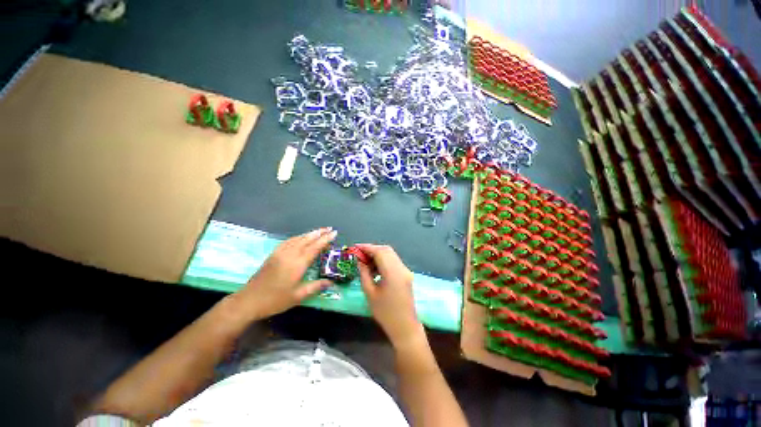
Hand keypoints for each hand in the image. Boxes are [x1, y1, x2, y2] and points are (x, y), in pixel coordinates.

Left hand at [238, 228, 336, 318]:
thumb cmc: (275, 300)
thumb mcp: (298, 296)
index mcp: (298, 264)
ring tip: (319, 231)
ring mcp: (280, 253)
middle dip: (319, 233)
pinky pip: (288, 241)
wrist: (249, 300)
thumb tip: (331, 282)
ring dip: (309, 233)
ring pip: (298, 238)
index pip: (315, 247)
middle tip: (329, 228)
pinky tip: (300, 238)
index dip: (325, 239)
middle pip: (307, 239)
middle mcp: (290, 254)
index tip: (334, 233)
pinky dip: (298, 237)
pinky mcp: (273, 254)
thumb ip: (315, 286)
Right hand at [356, 244, 423, 346]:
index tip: (355, 247)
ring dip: (378, 255)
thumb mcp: (370, 293)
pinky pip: (394, 261)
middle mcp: (401, 267)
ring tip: (366, 263)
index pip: (379, 252)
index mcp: (392, 272)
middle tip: (359, 255)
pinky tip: (375, 269)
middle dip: (372, 249)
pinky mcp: (406, 274)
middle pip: (386, 250)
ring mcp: (405, 270)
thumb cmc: (385, 312)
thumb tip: (360, 261)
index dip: (367, 247)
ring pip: (391, 255)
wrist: (405, 326)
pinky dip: (384, 261)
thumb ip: (364, 273)